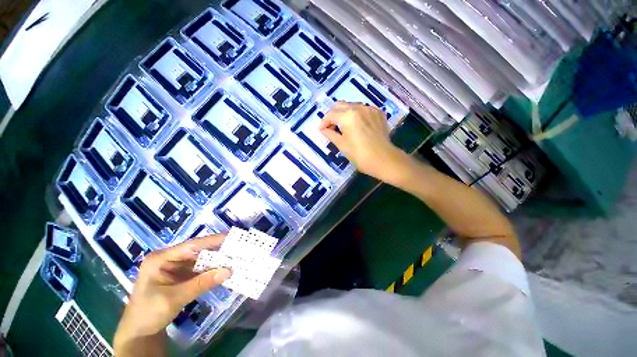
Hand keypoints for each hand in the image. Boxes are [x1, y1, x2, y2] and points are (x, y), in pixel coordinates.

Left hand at [114, 234, 230, 345]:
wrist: (139, 333)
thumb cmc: (148, 313)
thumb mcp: (174, 298)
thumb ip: (201, 283)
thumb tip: (229, 270)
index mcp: (160, 258)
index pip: (191, 245)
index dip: (211, 240)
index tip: (231, 236)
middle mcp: (169, 259)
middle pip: (197, 251)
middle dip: (217, 250)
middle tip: (237, 247)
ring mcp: (175, 267)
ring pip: (200, 260)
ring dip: (216, 261)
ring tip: (234, 257)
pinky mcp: (181, 276)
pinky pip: (199, 270)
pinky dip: (211, 270)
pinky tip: (223, 269)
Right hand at [319, 102, 409, 181]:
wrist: (384, 159)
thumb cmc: (360, 155)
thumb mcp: (342, 145)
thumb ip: (330, 134)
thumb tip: (323, 130)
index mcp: (348, 116)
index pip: (330, 115)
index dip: (323, 123)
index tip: (321, 130)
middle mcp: (359, 107)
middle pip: (340, 106)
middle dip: (333, 115)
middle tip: (330, 127)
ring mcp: (370, 109)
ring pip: (352, 106)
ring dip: (344, 114)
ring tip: (343, 127)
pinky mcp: (378, 113)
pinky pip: (363, 109)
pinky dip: (356, 115)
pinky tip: (356, 125)